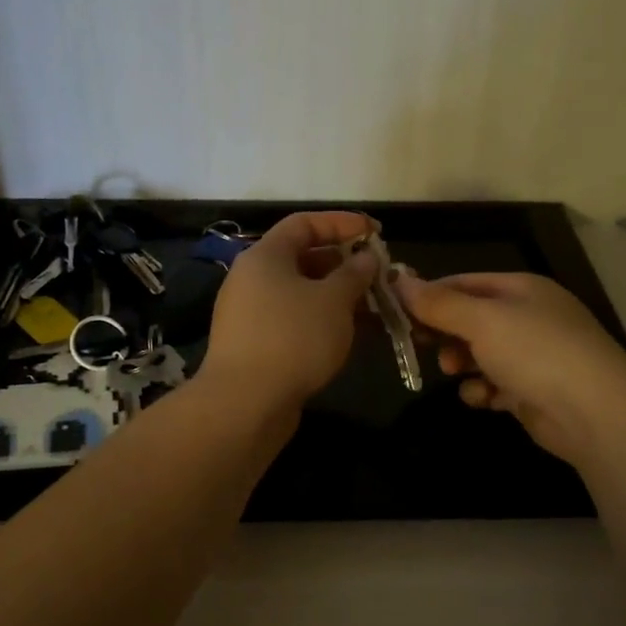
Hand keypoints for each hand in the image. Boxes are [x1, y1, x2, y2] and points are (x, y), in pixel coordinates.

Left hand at [201, 211, 379, 408]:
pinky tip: (352, 334)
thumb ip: (354, 274)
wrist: (245, 403)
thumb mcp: (333, 301)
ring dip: (338, 296)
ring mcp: (252, 313)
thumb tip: (366, 257)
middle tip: (379, 275)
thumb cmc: (293, 338)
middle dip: (344, 264)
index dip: (341, 223)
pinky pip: (295, 320)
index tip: (375, 232)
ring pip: (302, 293)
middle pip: (303, 258)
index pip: (304, 223)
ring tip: (375, 306)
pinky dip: (323, 320)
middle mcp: (253, 278)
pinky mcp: (257, 344)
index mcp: (265, 256)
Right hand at [396, 270, 625, 465]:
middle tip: (421, 344)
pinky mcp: (533, 390)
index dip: (430, 295)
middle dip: (445, 333)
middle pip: (470, 319)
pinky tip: (486, 399)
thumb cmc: (535, 352)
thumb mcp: (481, 320)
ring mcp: (533, 355)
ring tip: (456, 372)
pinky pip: (495, 384)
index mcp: (521, 288)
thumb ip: (438, 303)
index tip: (398, 312)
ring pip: (479, 354)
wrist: (594, 414)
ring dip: (463, 364)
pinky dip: (485, 391)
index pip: (464, 282)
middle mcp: (528, 317)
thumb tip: (398, 279)